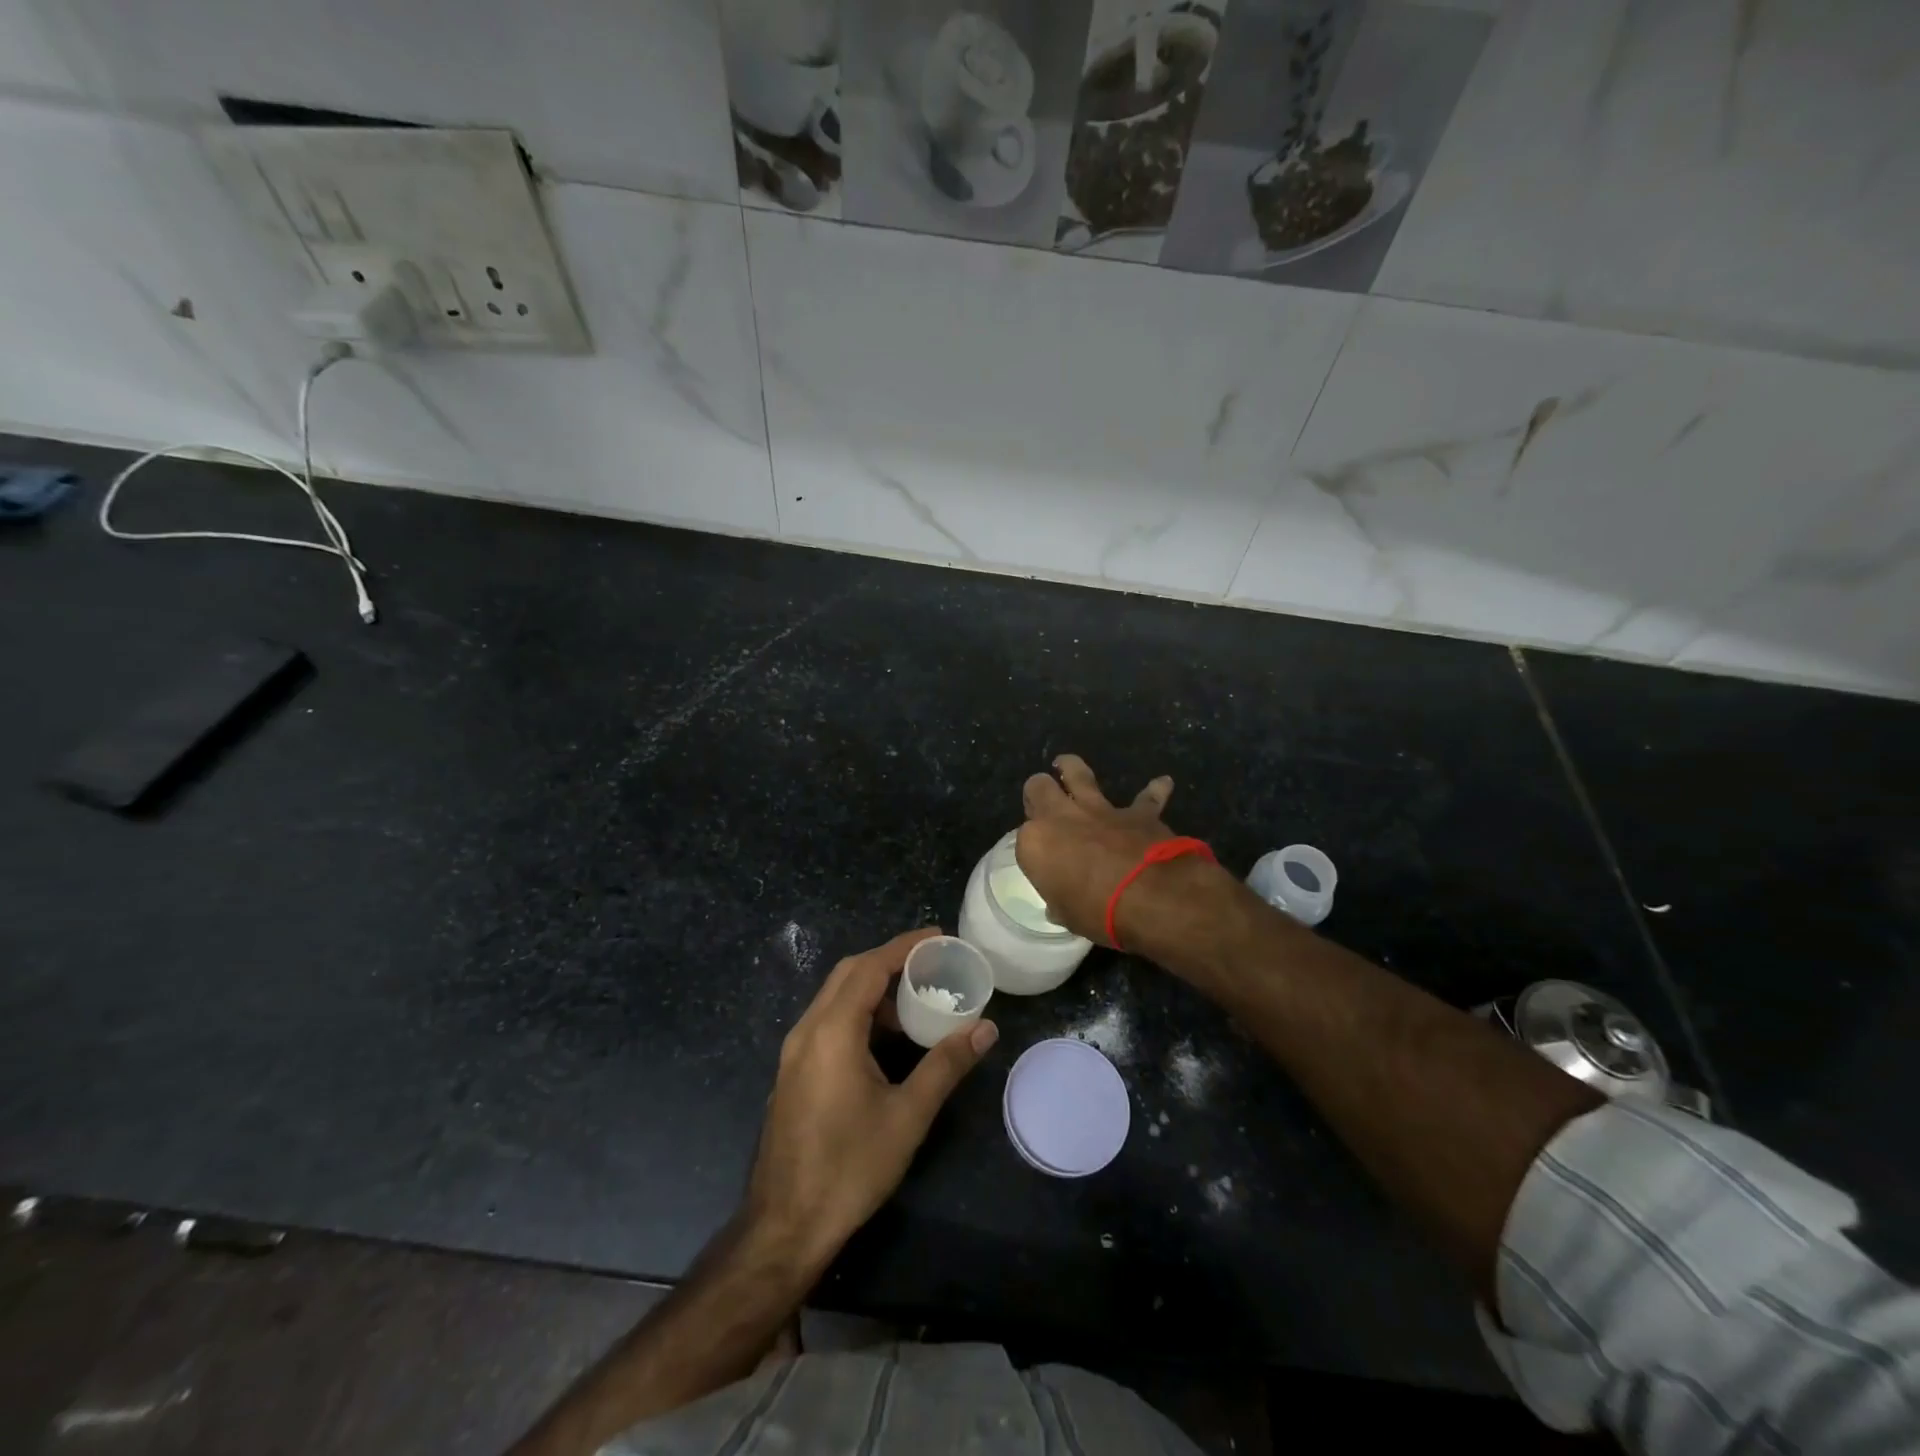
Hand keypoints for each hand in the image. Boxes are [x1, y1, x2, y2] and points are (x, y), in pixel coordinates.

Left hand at [745, 928, 997, 1269]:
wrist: (785, 1226)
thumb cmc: (849, 1167)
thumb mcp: (908, 1115)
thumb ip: (946, 1064)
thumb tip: (986, 1028)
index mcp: (832, 1030)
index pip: (870, 967)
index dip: (904, 946)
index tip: (938, 936)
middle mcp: (807, 1030)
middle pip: (848, 974)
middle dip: (889, 961)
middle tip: (931, 964)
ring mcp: (794, 1052)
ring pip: (834, 997)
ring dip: (873, 989)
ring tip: (915, 1002)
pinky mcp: (792, 1072)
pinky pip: (826, 1021)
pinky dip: (857, 1012)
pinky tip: (883, 1040)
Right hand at [1015, 755, 1183, 944]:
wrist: (1151, 898)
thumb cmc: (1098, 913)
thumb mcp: (1068, 916)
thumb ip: (1060, 902)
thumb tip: (1058, 906)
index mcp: (1036, 843)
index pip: (1024, 838)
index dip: (1033, 847)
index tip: (1041, 860)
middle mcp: (1061, 816)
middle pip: (1038, 788)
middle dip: (1038, 791)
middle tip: (1041, 799)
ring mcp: (1100, 809)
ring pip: (1078, 773)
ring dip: (1071, 767)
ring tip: (1065, 765)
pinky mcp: (1137, 812)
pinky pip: (1146, 797)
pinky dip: (1154, 791)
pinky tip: (1162, 783)